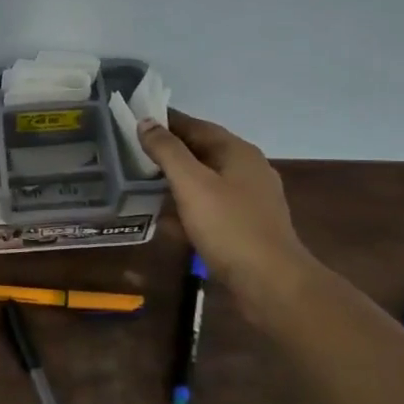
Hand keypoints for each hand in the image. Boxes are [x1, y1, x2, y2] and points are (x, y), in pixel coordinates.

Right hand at [135, 111, 318, 322]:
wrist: (271, 283)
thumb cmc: (229, 227)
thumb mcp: (191, 184)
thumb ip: (167, 151)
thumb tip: (146, 121)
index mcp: (237, 152)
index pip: (196, 125)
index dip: (166, 121)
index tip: (136, 120)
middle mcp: (247, 169)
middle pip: (202, 151)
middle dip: (169, 151)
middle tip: (132, 152)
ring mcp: (249, 199)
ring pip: (205, 180)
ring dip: (176, 179)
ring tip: (142, 182)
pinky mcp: (245, 225)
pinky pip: (210, 206)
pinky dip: (187, 206)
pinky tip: (165, 218)